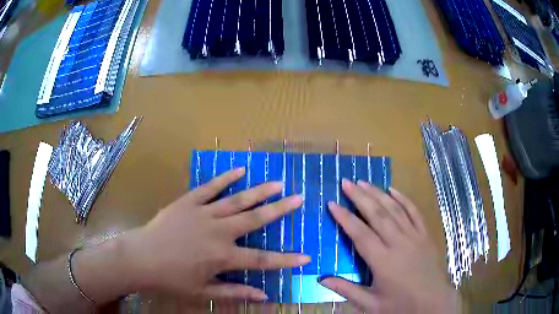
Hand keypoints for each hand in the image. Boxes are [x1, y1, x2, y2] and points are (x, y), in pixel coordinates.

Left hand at [124, 168, 309, 301]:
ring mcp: (203, 213)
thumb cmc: (172, 279)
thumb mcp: (203, 292)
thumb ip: (234, 292)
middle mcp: (218, 232)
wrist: (141, 258)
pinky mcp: (188, 202)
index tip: (306, 256)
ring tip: (278, 183)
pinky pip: (210, 187)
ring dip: (259, 191)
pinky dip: (225, 178)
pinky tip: (239, 170)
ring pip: (237, 200)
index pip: (262, 260)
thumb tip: (263, 295)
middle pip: (255, 219)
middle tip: (298, 198)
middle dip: (279, 209)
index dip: (286, 260)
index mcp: (223, 256)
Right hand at [321, 179, 459, 312]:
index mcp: (383, 262)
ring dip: (378, 194)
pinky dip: (403, 199)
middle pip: (377, 215)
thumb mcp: (371, 304)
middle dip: (360, 197)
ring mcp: (414, 237)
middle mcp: (399, 244)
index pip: (360, 234)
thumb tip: (321, 279)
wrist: (433, 303)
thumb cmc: (400, 306)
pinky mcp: (425, 235)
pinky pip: (414, 212)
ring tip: (364, 182)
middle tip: (346, 182)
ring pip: (395, 210)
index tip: (332, 203)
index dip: (345, 218)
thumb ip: (346, 290)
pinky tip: (393, 190)